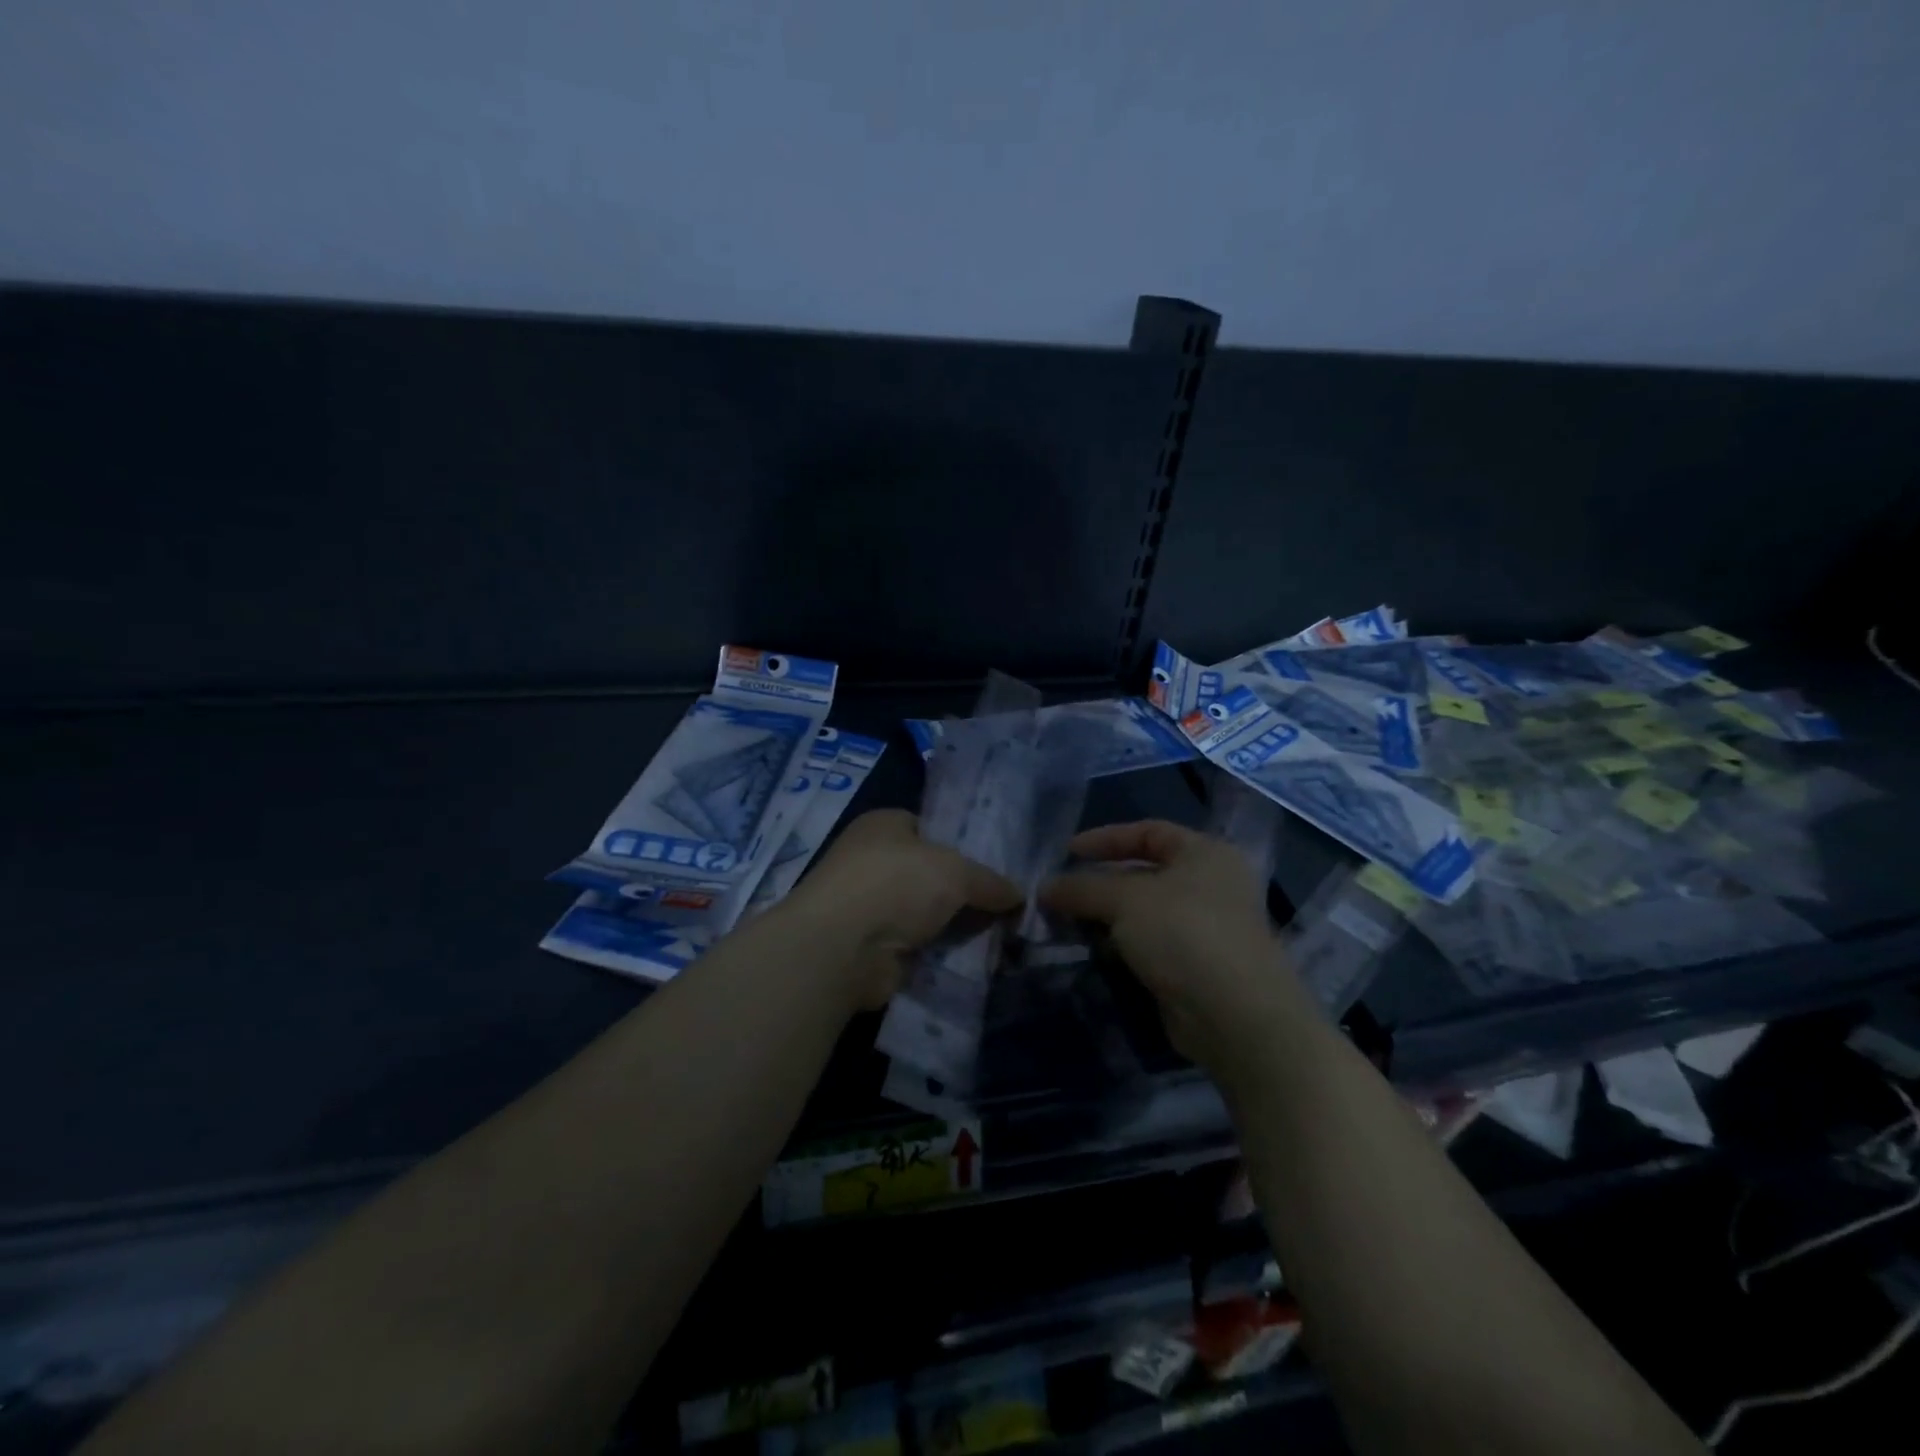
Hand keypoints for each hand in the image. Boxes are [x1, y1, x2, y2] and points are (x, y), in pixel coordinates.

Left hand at [782, 809, 1022, 1008]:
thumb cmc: (896, 884)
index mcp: (885, 824)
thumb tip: (1019, 896)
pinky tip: (976, 961)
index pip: (932, 828)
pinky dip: (941, 953)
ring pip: (927, 913)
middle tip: (1009, 906)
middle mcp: (873, 860)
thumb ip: (990, 881)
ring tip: (1003, 936)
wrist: (842, 948)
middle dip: (965, 892)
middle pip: (931, 874)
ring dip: (955, 926)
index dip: (965, 845)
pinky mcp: (872, 947)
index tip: (999, 866)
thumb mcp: (956, 871)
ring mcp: (869, 905)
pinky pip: (918, 946)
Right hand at [1041, 820, 1301, 1067]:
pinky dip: (1122, 946)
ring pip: (1145, 913)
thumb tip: (1044, 887)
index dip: (1106, 839)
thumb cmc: (1184, 933)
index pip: (1149, 832)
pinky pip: (1151, 945)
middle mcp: (1211, 886)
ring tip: (1066, 925)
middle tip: (1059, 894)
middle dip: (1100, 884)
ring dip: (1106, 918)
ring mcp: (1207, 929)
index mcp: (1206, 854)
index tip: (1067, 852)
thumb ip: (1082, 888)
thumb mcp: (1125, 899)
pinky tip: (1094, 953)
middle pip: (1144, 874)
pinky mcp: (1197, 968)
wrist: (1235, 1015)